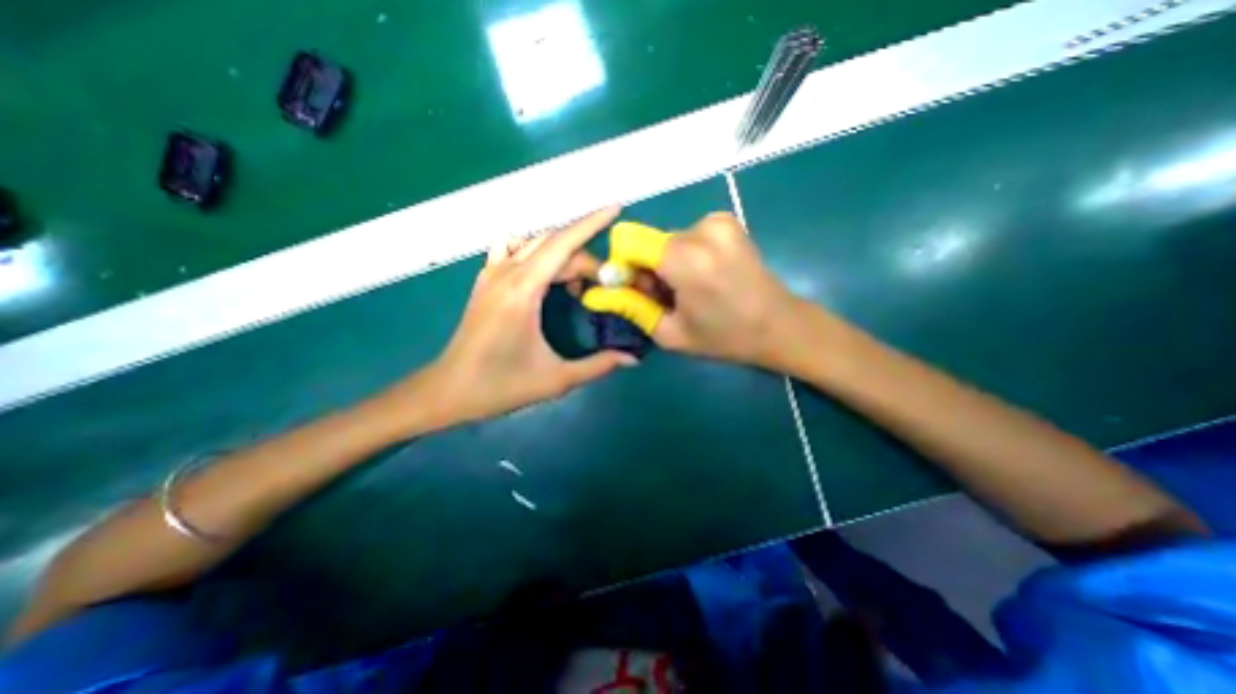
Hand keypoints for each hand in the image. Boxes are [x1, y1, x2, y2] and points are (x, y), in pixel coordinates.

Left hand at [395, 203, 640, 427]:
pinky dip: (536, 251)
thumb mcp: (556, 379)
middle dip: (585, 257)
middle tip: (605, 284)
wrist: (448, 391)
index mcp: (523, 290)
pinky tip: (546, 273)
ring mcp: (491, 273)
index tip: (616, 207)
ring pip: (535, 245)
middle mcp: (506, 272)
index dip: (591, 223)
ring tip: (578, 283)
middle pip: (554, 245)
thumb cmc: (501, 386)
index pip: (563, 243)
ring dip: (563, 254)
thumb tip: (633, 359)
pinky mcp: (485, 281)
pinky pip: (514, 250)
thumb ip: (598, 365)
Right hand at [584, 212, 813, 369]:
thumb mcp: (669, 333)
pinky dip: (685, 255)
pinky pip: (688, 236)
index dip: (623, 265)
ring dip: (667, 264)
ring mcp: (718, 221)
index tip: (635, 290)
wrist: (780, 325)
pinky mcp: (727, 221)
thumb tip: (595, 292)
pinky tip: (702, 278)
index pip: (627, 240)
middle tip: (666, 299)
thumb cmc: (725, 337)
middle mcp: (700, 229)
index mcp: (685, 258)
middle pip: (649, 241)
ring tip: (688, 292)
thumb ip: (630, 307)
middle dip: (647, 269)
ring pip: (667, 240)